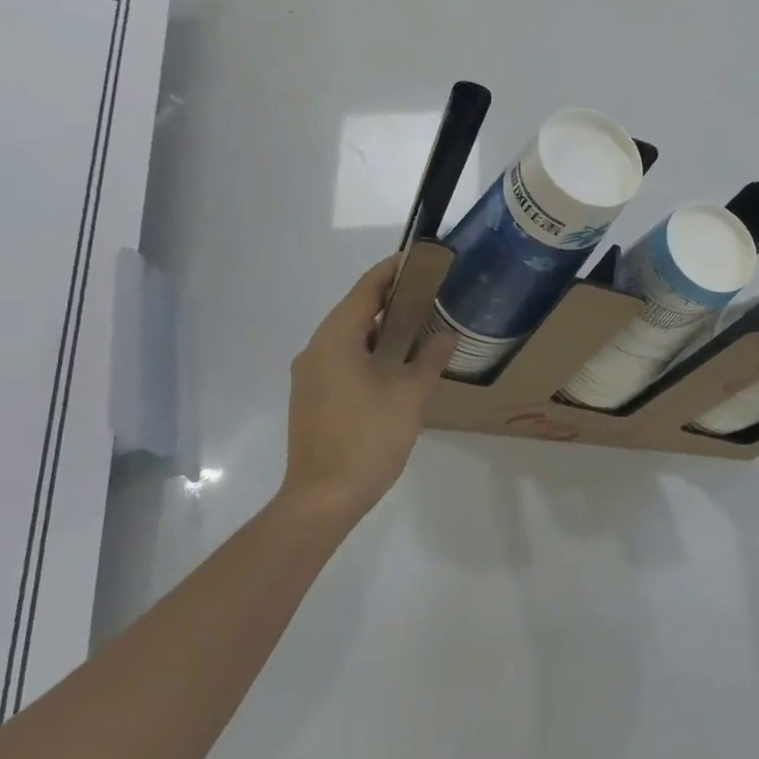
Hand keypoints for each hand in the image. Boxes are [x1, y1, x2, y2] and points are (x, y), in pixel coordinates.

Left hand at [278, 256, 455, 522]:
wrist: (323, 498)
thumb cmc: (368, 438)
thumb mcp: (409, 396)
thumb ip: (430, 359)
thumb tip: (447, 335)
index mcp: (336, 340)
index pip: (366, 289)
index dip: (394, 271)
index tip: (422, 260)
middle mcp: (316, 349)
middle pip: (355, 310)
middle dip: (392, 300)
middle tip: (431, 295)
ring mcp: (311, 375)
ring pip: (349, 337)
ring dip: (382, 329)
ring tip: (420, 327)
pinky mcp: (313, 397)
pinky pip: (343, 359)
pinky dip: (370, 352)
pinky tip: (397, 365)